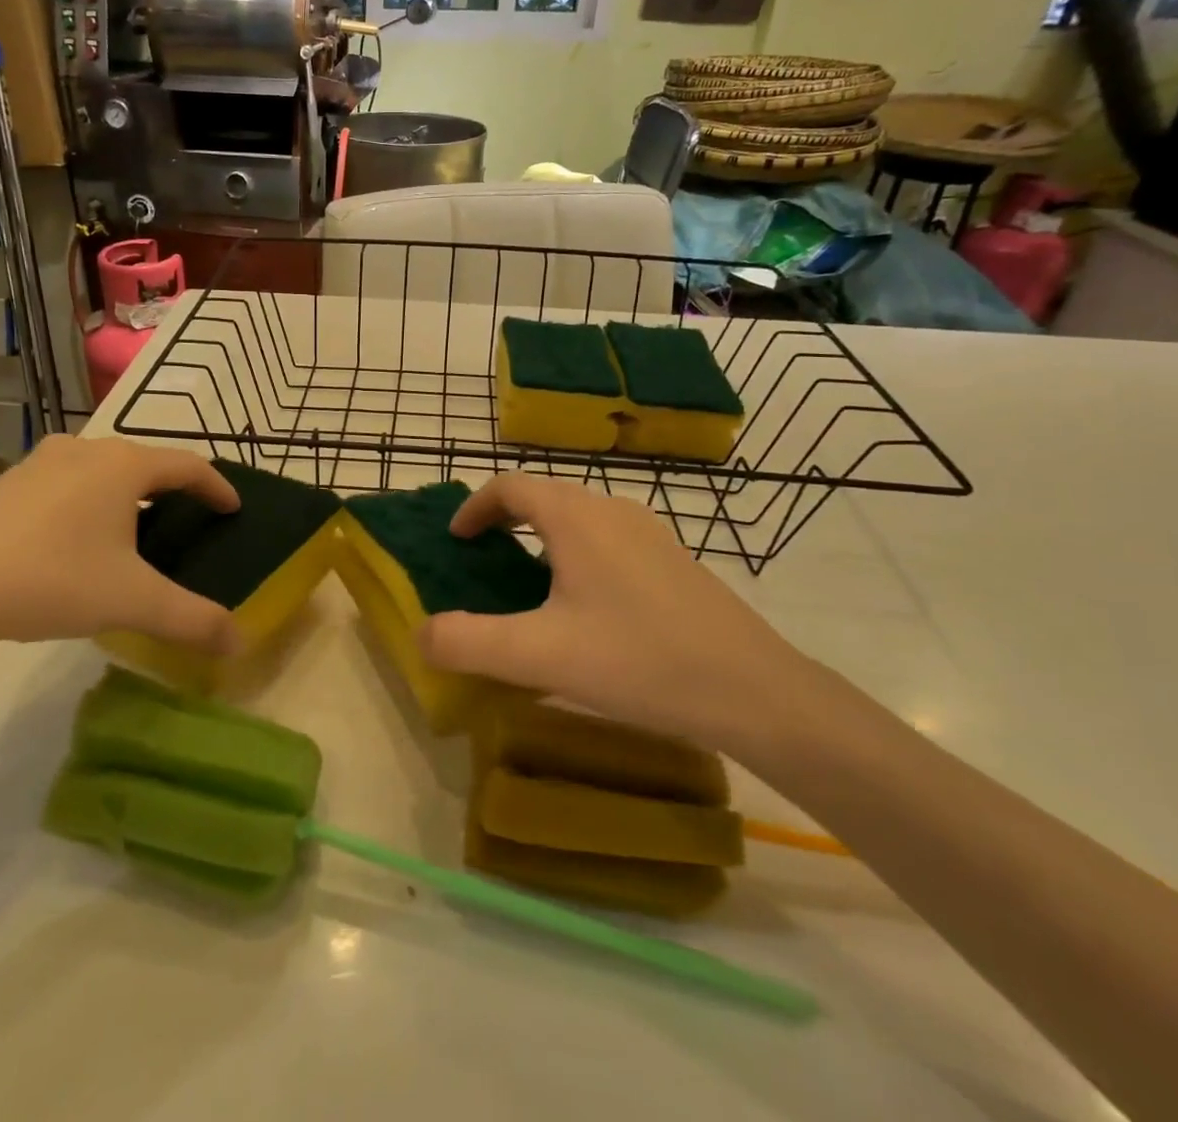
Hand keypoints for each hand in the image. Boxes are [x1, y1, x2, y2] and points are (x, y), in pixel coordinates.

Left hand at [0, 436, 241, 657]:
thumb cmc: (50, 579)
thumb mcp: (131, 602)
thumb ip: (191, 619)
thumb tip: (239, 643)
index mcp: (122, 466)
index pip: (187, 465)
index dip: (216, 486)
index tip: (232, 508)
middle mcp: (84, 450)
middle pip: (144, 462)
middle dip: (172, 489)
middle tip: (187, 519)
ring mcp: (38, 463)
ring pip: (101, 470)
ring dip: (127, 494)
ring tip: (135, 529)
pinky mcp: (4, 483)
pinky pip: (65, 482)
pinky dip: (88, 501)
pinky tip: (75, 540)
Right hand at [418, 475, 807, 753]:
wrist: (755, 691)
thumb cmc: (639, 660)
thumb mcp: (540, 656)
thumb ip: (470, 642)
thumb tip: (422, 633)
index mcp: (576, 518)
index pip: (510, 486)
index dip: (474, 506)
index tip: (456, 539)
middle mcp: (612, 511)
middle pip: (544, 497)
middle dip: (505, 521)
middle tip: (483, 561)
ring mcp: (649, 533)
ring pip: (578, 519)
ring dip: (541, 538)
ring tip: (527, 585)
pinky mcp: (673, 560)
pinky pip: (607, 540)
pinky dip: (575, 555)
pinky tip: (585, 609)